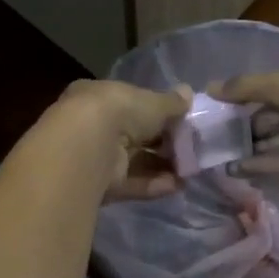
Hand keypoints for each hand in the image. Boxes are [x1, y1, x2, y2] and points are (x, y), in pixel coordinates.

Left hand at [48, 79, 191, 199]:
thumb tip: (188, 92)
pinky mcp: (99, 184)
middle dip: (162, 143)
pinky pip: (131, 183)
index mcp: (99, 97)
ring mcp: (95, 157)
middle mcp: (93, 125)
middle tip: (190, 149)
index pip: (130, 104)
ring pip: (134, 161)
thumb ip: (172, 102)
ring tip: (189, 171)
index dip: (155, 113)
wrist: (88, 148)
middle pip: (133, 135)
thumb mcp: (153, 102)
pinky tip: (177, 185)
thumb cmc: (120, 111)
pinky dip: (153, 184)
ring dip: (161, 166)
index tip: (180, 121)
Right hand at [212, 58, 278, 177]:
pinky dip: (268, 164)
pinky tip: (239, 169)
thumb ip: (246, 88)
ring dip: (255, 148)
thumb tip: (208, 88)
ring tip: (221, 158)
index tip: (223, 110)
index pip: (278, 87)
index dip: (250, 98)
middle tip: (215, 139)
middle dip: (250, 127)